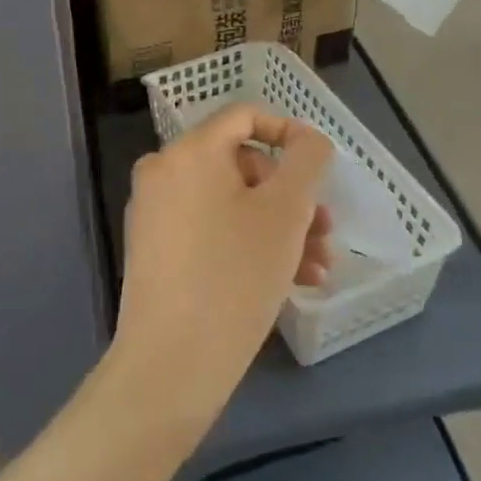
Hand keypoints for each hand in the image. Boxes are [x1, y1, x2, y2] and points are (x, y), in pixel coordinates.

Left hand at [115, 107, 333, 425]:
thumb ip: (306, 162)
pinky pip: (210, 228)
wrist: (171, 364)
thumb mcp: (285, 213)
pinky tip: (289, 281)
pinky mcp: (156, 248)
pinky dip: (247, 242)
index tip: (320, 166)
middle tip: (324, 232)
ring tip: (317, 268)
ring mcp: (155, 212)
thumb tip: (307, 140)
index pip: (244, 116)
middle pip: (240, 164)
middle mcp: (164, 171)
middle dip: (290, 196)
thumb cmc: (235, 276)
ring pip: (230, 202)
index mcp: (188, 151)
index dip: (288, 132)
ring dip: (278, 227)